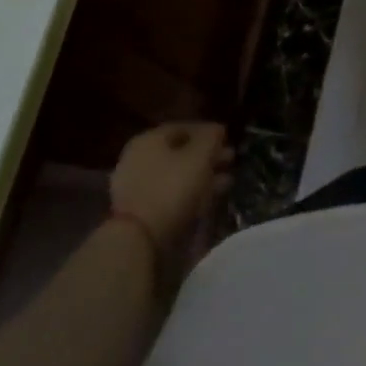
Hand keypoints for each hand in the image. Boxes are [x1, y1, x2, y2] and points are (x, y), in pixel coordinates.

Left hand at [109, 123, 233, 276]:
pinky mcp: (139, 209)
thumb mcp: (199, 157)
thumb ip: (211, 138)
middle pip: (179, 151)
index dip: (208, 131)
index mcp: (149, 139)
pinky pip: (169, 193)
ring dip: (202, 175)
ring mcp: (136, 184)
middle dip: (207, 155)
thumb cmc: (171, 188)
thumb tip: (217, 129)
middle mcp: (138, 157)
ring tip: (226, 182)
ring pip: (176, 174)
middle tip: (230, 160)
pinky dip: (189, 193)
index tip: (228, 139)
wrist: (139, 238)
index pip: (183, 127)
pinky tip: (207, 199)